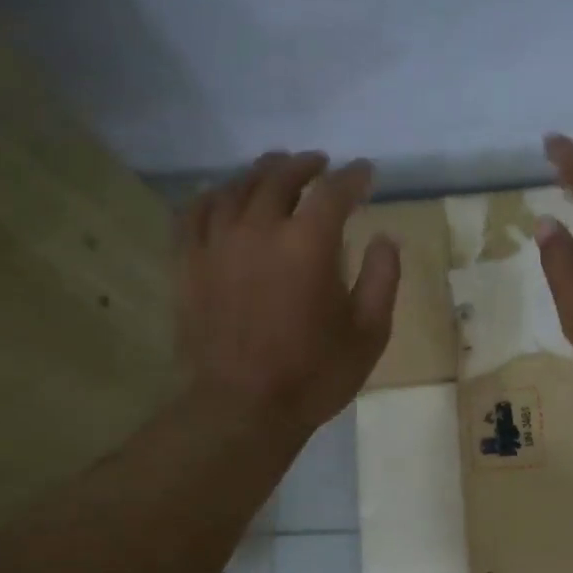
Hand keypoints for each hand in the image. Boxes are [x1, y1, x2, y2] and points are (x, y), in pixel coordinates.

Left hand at [180, 151, 398, 432]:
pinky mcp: (187, 263)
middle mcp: (259, 229)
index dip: (353, 177)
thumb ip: (383, 278)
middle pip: (280, 177)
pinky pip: (194, 212)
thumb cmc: (314, 374)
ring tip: (274, 170)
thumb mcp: (369, 333)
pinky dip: (212, 196)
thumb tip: (385, 238)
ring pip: (236, 188)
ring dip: (260, 173)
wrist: (241, 408)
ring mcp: (216, 243)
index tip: (364, 173)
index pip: (333, 191)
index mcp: (308, 243)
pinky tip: (221, 195)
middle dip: (305, 165)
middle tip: (319, 164)